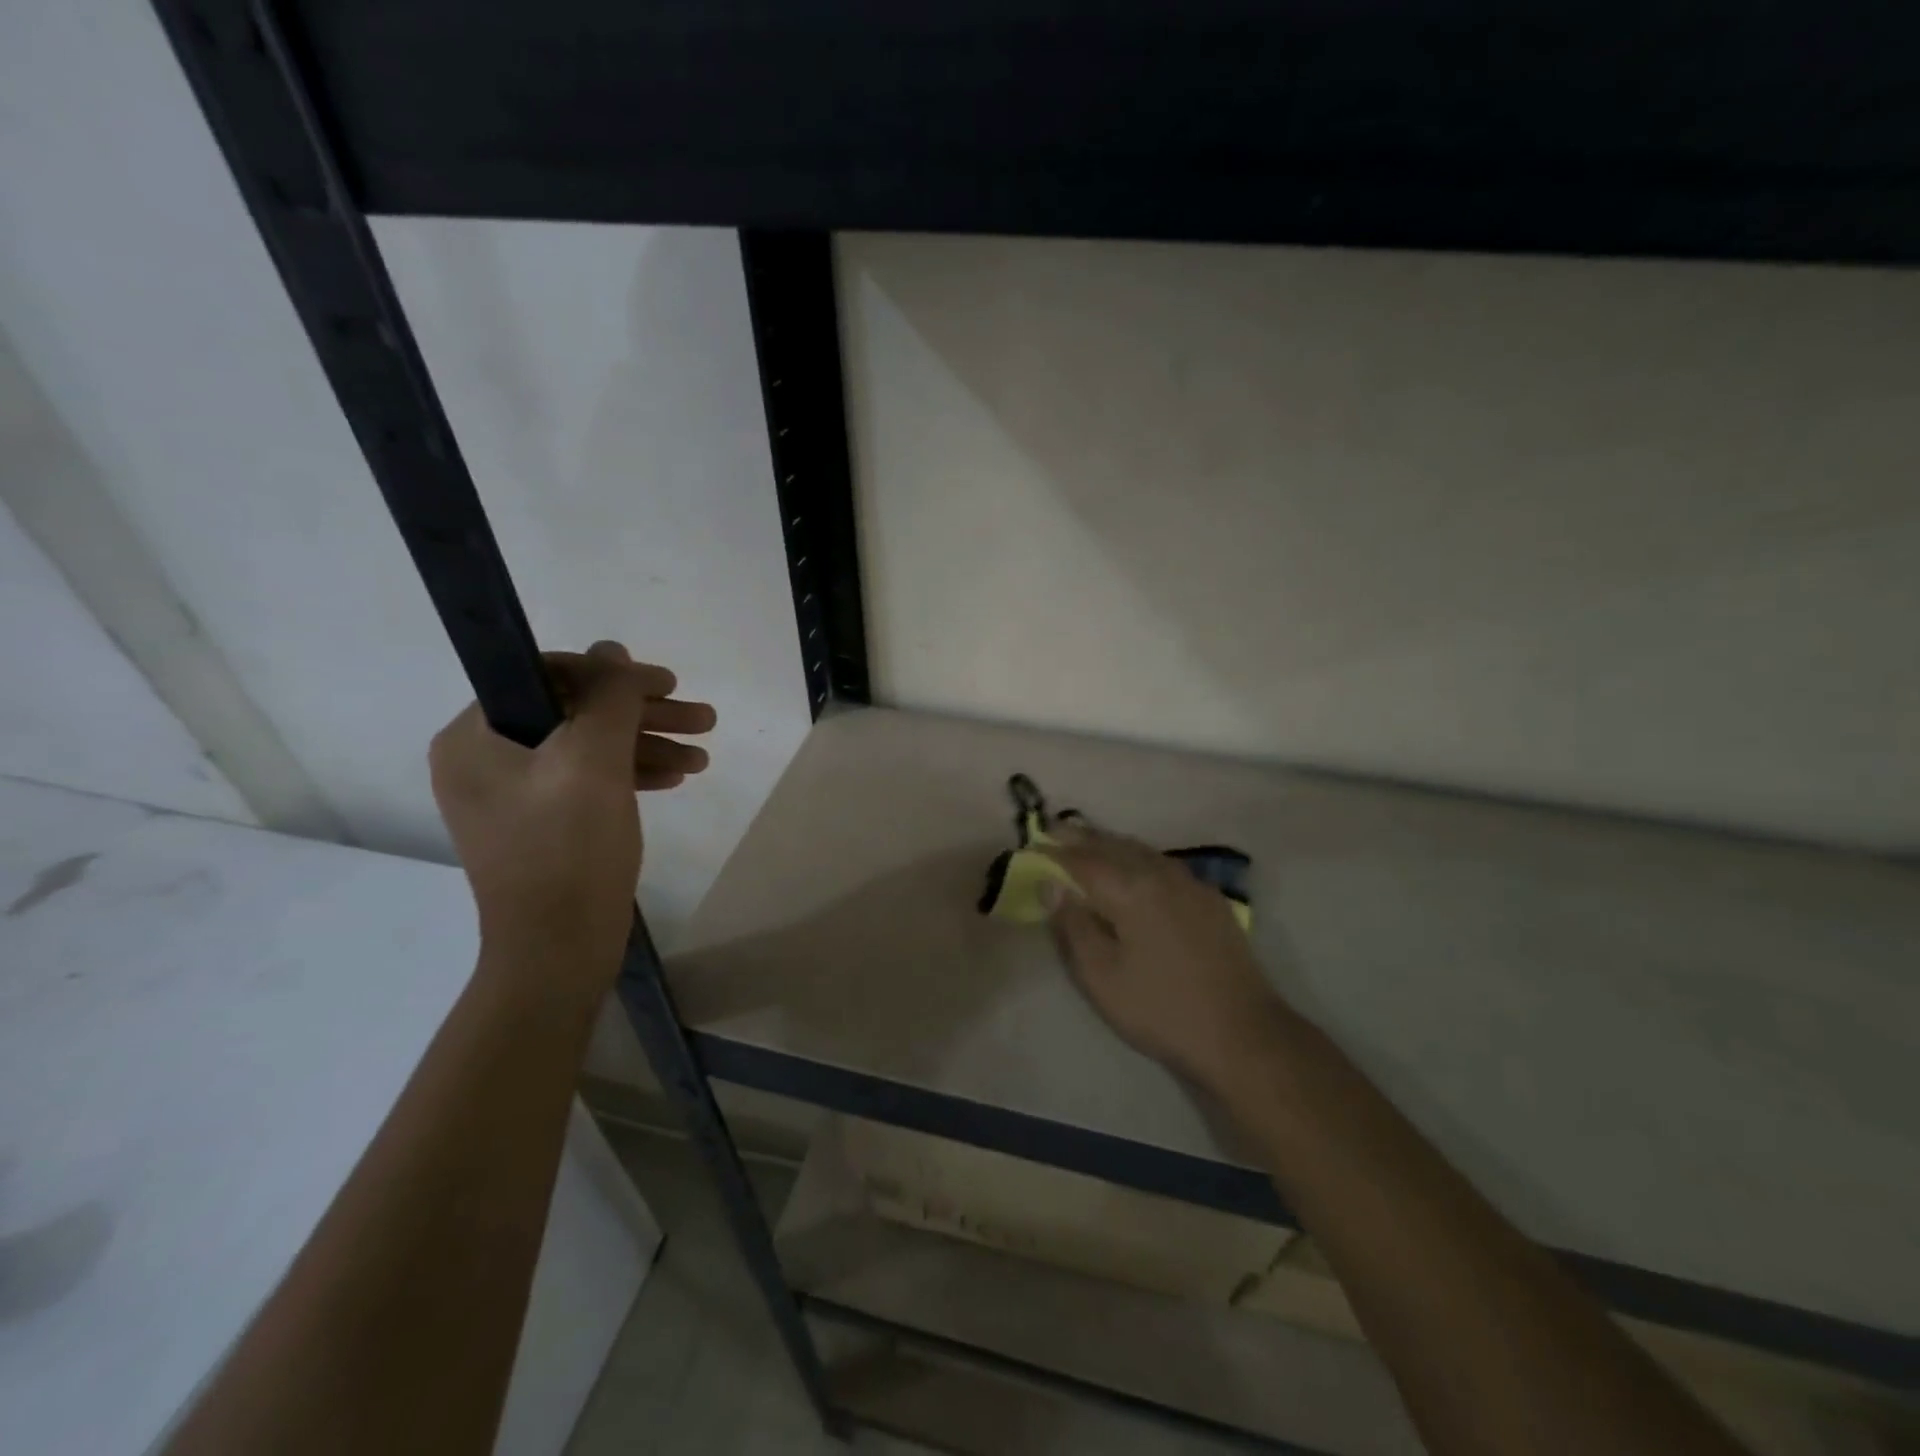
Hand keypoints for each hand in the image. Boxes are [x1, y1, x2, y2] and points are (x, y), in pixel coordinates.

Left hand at [428, 642, 715, 990]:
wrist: (558, 950)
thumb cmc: (569, 850)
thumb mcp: (594, 762)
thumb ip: (609, 698)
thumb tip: (613, 651)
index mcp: (475, 737)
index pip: (545, 676)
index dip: (612, 675)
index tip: (668, 684)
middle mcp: (486, 759)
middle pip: (576, 713)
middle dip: (644, 715)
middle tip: (703, 718)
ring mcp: (514, 795)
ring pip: (590, 748)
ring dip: (648, 745)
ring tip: (703, 756)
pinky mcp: (542, 823)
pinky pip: (589, 781)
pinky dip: (631, 774)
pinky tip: (675, 779)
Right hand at [1042, 825, 1289, 1089]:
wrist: (1243, 1034)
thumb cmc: (1161, 1009)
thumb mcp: (1101, 976)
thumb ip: (1073, 926)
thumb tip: (1051, 885)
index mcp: (1130, 889)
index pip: (1082, 860)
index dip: (1054, 852)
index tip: (1032, 843)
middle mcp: (1160, 874)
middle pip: (1113, 845)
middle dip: (1081, 837)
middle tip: (1054, 827)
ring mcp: (1191, 884)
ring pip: (1141, 850)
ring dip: (1111, 843)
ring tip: (1089, 841)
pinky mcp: (1210, 900)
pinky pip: (1164, 864)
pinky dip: (1139, 856)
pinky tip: (1136, 867)